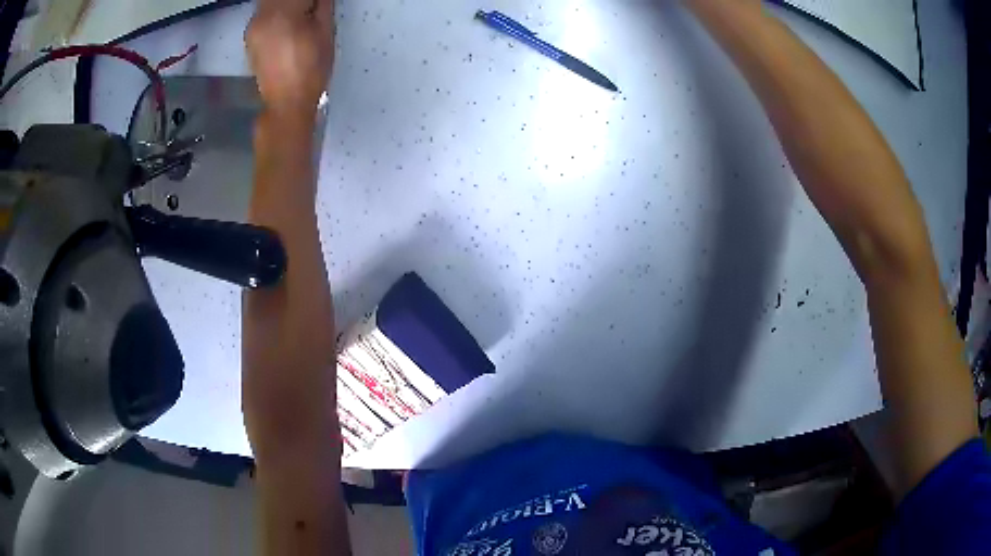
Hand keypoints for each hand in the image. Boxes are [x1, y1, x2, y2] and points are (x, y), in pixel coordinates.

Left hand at [246, 0, 334, 120]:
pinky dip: (275, 12)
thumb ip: (322, 4)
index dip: (312, 0)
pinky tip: (287, 24)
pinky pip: (263, 13)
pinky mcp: (249, 37)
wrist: (286, 102)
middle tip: (311, 9)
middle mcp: (261, 16)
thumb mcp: (326, 31)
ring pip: (269, 2)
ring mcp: (252, 27)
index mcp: (282, 12)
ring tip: (301, 16)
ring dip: (286, 5)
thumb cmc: (311, 69)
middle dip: (297, 2)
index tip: (318, 4)